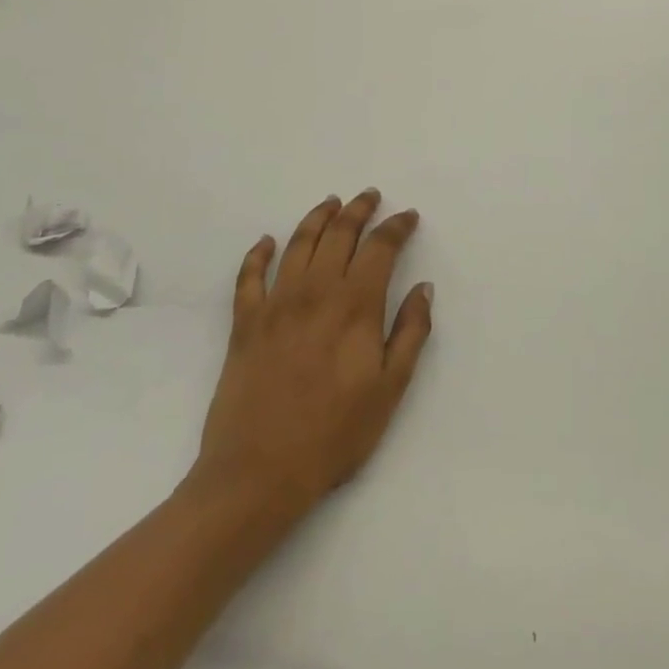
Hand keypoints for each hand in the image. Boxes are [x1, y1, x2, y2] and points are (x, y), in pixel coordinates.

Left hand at [186, 191, 433, 520]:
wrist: (258, 473)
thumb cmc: (334, 434)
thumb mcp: (390, 389)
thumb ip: (411, 332)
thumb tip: (423, 288)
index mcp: (355, 305)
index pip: (380, 247)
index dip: (396, 226)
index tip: (407, 216)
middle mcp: (316, 291)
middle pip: (339, 234)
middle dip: (358, 210)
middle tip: (369, 196)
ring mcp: (276, 303)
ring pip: (298, 243)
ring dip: (317, 218)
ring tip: (331, 203)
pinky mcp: (245, 323)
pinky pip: (249, 276)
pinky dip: (258, 253)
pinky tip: (267, 242)